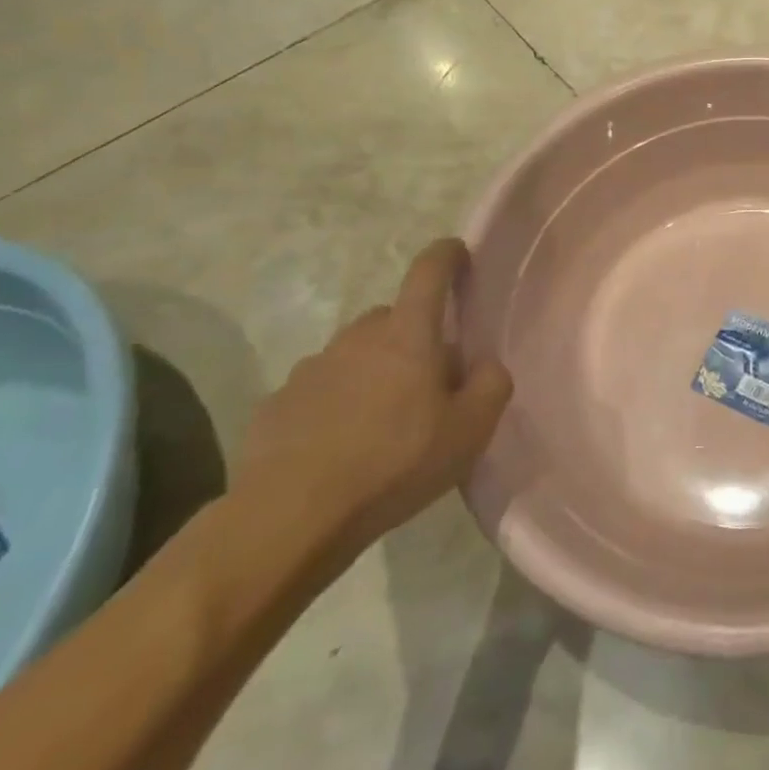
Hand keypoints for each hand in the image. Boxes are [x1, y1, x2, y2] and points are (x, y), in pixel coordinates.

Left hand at [236, 238, 511, 553]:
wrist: (290, 518)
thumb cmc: (394, 463)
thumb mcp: (470, 431)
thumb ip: (491, 385)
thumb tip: (486, 365)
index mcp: (408, 335)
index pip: (429, 273)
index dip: (446, 255)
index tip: (457, 251)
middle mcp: (357, 339)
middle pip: (392, 318)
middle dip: (412, 335)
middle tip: (428, 379)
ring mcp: (311, 369)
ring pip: (354, 354)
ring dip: (372, 371)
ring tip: (382, 421)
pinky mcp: (277, 404)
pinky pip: (319, 391)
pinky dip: (335, 404)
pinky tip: (339, 447)